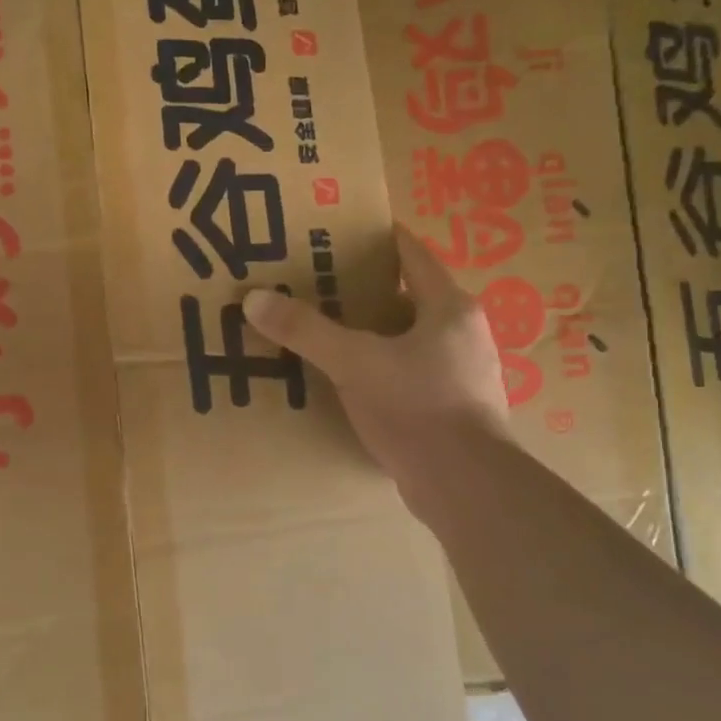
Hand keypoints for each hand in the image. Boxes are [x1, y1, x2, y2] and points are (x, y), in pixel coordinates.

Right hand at [242, 226, 509, 507]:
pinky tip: (351, 382)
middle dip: (366, 292)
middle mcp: (463, 334)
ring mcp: (464, 374)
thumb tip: (254, 299)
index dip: (379, 240)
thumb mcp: (354, 362)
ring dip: (374, 335)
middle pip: (409, 298)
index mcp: (449, 308)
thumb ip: (306, 330)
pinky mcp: (454, 409)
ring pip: (410, 340)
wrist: (466, 486)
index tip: (341, 233)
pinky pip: (411, 375)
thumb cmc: (417, 407)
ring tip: (328, 334)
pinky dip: (382, 371)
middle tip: (320, 287)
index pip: (412, 255)